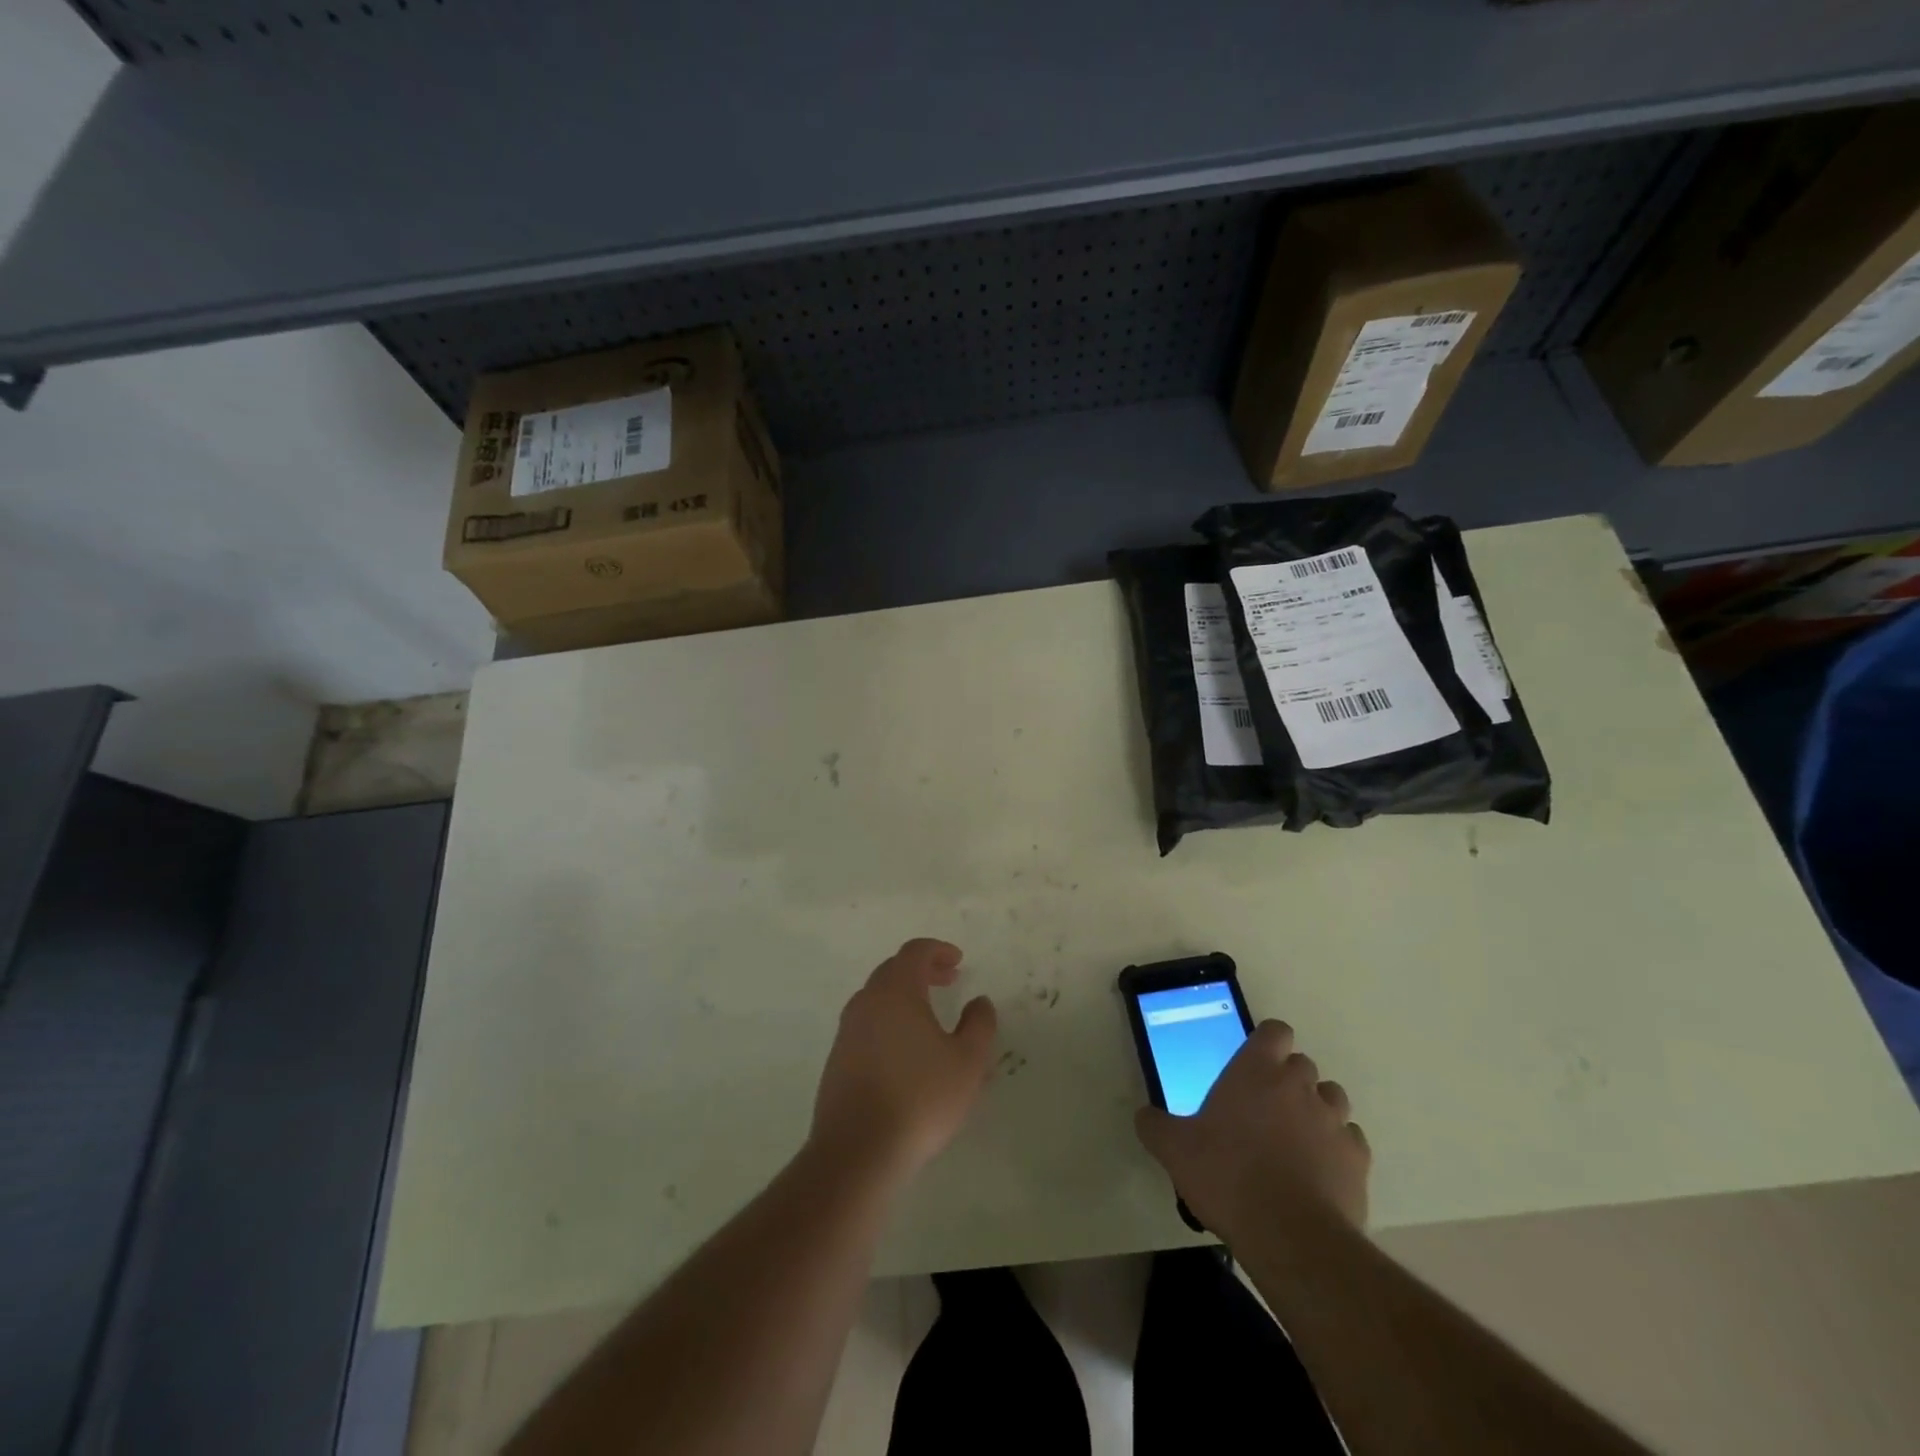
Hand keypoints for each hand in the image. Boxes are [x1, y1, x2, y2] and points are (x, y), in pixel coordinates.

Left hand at [810, 939, 997, 1185]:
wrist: (857, 1152)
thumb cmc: (920, 1098)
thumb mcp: (967, 1062)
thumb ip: (979, 1025)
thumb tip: (980, 1002)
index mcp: (895, 992)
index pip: (914, 952)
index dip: (938, 950)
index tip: (958, 961)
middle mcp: (866, 1002)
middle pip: (893, 970)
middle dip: (922, 970)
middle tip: (948, 981)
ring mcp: (847, 1032)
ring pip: (877, 999)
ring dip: (904, 997)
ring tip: (930, 1019)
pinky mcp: (837, 1060)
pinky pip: (867, 1026)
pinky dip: (889, 1022)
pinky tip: (906, 1053)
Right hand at [1135, 1020, 1368, 1239]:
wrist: (1291, 1237)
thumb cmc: (1227, 1177)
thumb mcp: (1175, 1150)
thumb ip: (1156, 1126)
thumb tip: (1145, 1116)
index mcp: (1257, 1071)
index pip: (1275, 1031)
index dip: (1267, 1043)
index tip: (1253, 1064)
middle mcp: (1299, 1085)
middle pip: (1302, 1064)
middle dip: (1287, 1080)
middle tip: (1263, 1109)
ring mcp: (1334, 1121)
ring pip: (1332, 1098)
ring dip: (1316, 1109)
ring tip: (1295, 1138)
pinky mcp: (1358, 1160)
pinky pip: (1350, 1140)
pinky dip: (1336, 1148)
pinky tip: (1318, 1170)